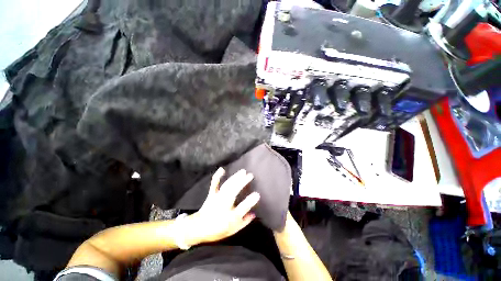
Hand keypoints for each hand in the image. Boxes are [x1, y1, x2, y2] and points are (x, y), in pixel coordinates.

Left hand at [186, 168, 260, 243]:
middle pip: (233, 192)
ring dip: (235, 178)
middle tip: (250, 175)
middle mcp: (224, 205)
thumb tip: (254, 213)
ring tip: (243, 171)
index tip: (257, 194)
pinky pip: (214, 184)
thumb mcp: (233, 229)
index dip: (249, 201)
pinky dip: (217, 176)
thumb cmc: (217, 229)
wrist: (198, 229)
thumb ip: (244, 221)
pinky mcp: (212, 194)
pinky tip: (222, 169)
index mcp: (230, 216)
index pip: (242, 208)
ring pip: (227, 186)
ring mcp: (217, 198)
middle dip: (242, 183)